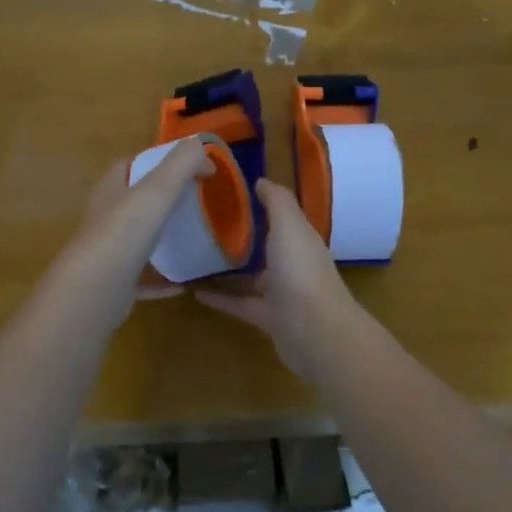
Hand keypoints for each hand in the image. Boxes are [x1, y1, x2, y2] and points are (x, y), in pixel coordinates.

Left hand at [45, 139, 213, 333]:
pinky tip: (184, 283)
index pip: (132, 165)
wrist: (96, 290)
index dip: (159, 160)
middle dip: (162, 198)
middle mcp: (105, 217)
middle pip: (135, 201)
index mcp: (111, 189)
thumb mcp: (158, 189)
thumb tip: (201, 145)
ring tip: (193, 237)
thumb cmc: (125, 232)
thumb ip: (181, 163)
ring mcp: (108, 252)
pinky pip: (144, 278)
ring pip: (138, 239)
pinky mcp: (116, 284)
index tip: (191, 166)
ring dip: (161, 237)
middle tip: (198, 200)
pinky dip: (163, 279)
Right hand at [196, 178, 357, 378]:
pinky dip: (221, 298)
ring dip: (230, 270)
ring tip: (196, 257)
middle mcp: (293, 264)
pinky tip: (195, 292)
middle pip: (267, 247)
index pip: (281, 217)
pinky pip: (240, 305)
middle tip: (206, 224)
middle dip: (243, 237)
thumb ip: (277, 201)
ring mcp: (282, 294)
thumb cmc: (301, 271)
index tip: (229, 193)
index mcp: (301, 239)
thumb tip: (261, 180)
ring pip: (253, 278)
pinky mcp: (268, 319)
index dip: (260, 204)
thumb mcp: (289, 225)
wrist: (315, 332)